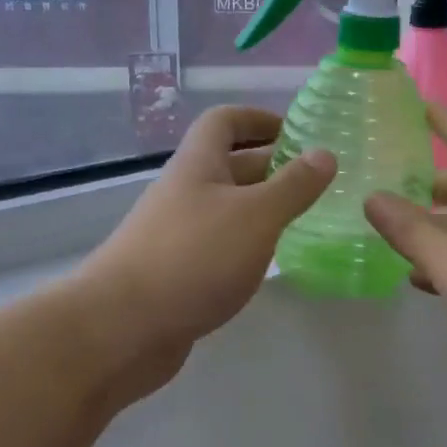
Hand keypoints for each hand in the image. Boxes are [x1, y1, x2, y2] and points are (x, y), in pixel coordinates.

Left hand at [84, 105, 334, 357]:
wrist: (121, 329)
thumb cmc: (194, 257)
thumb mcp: (256, 216)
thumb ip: (293, 186)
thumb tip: (325, 153)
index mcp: (198, 165)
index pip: (224, 121)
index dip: (259, 118)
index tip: (298, 133)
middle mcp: (185, 192)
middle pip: (230, 164)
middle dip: (272, 166)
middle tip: (318, 180)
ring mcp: (178, 234)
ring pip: (227, 208)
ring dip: (263, 207)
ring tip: (307, 218)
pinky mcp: (178, 272)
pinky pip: (220, 244)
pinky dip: (248, 244)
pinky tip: (272, 260)